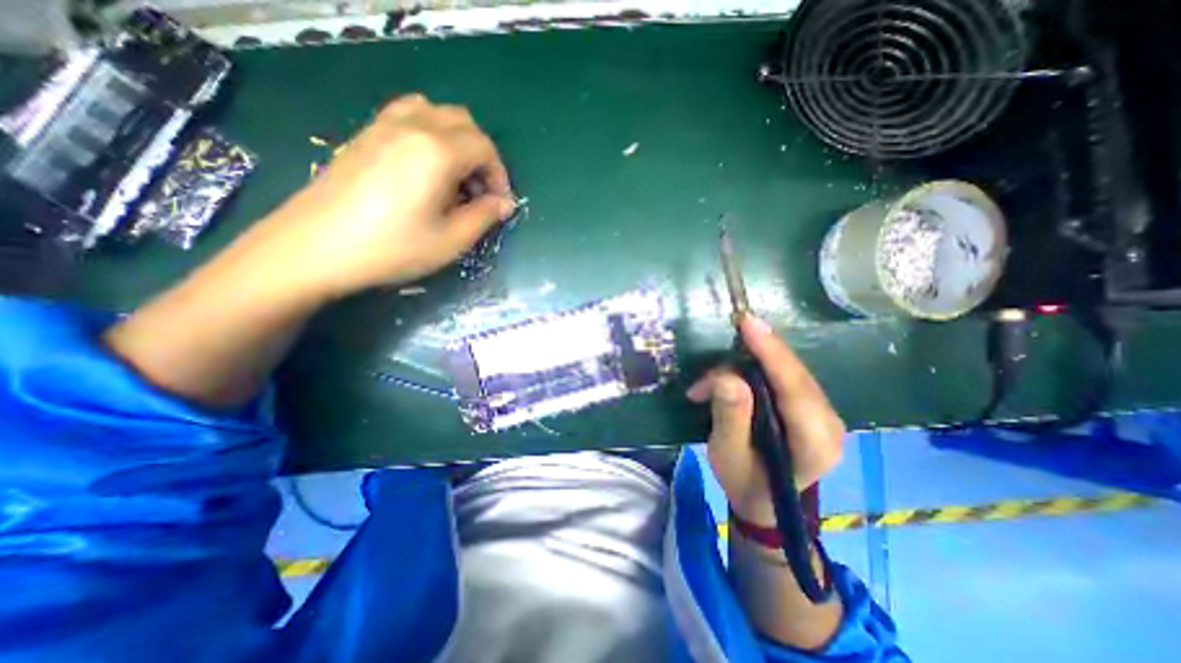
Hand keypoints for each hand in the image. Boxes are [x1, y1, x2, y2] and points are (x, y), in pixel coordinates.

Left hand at [248, 90, 512, 296]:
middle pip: (464, 123)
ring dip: (456, 141)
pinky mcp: (365, 135)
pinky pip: (408, 116)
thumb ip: (484, 217)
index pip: (485, 148)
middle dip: (482, 156)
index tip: (499, 205)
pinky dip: (430, 134)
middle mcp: (413, 126)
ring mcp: (384, 126)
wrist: (315, 247)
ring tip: (454, 178)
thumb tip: (504, 204)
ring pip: (436, 113)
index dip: (500, 176)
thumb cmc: (392, 248)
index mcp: (437, 151)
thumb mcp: (451, 240)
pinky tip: (425, 168)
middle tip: (479, 192)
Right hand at [690, 316, 843, 528]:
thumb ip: (730, 417)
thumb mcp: (727, 454)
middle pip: (792, 373)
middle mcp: (830, 423)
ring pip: (786, 371)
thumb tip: (727, 377)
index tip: (748, 323)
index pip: (795, 388)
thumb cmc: (744, 481)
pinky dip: (752, 371)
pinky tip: (727, 382)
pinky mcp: (813, 406)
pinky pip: (784, 376)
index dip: (771, 353)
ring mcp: (825, 412)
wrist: (765, 501)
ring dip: (744, 367)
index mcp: (815, 443)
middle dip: (748, 360)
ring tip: (706, 388)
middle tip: (707, 373)